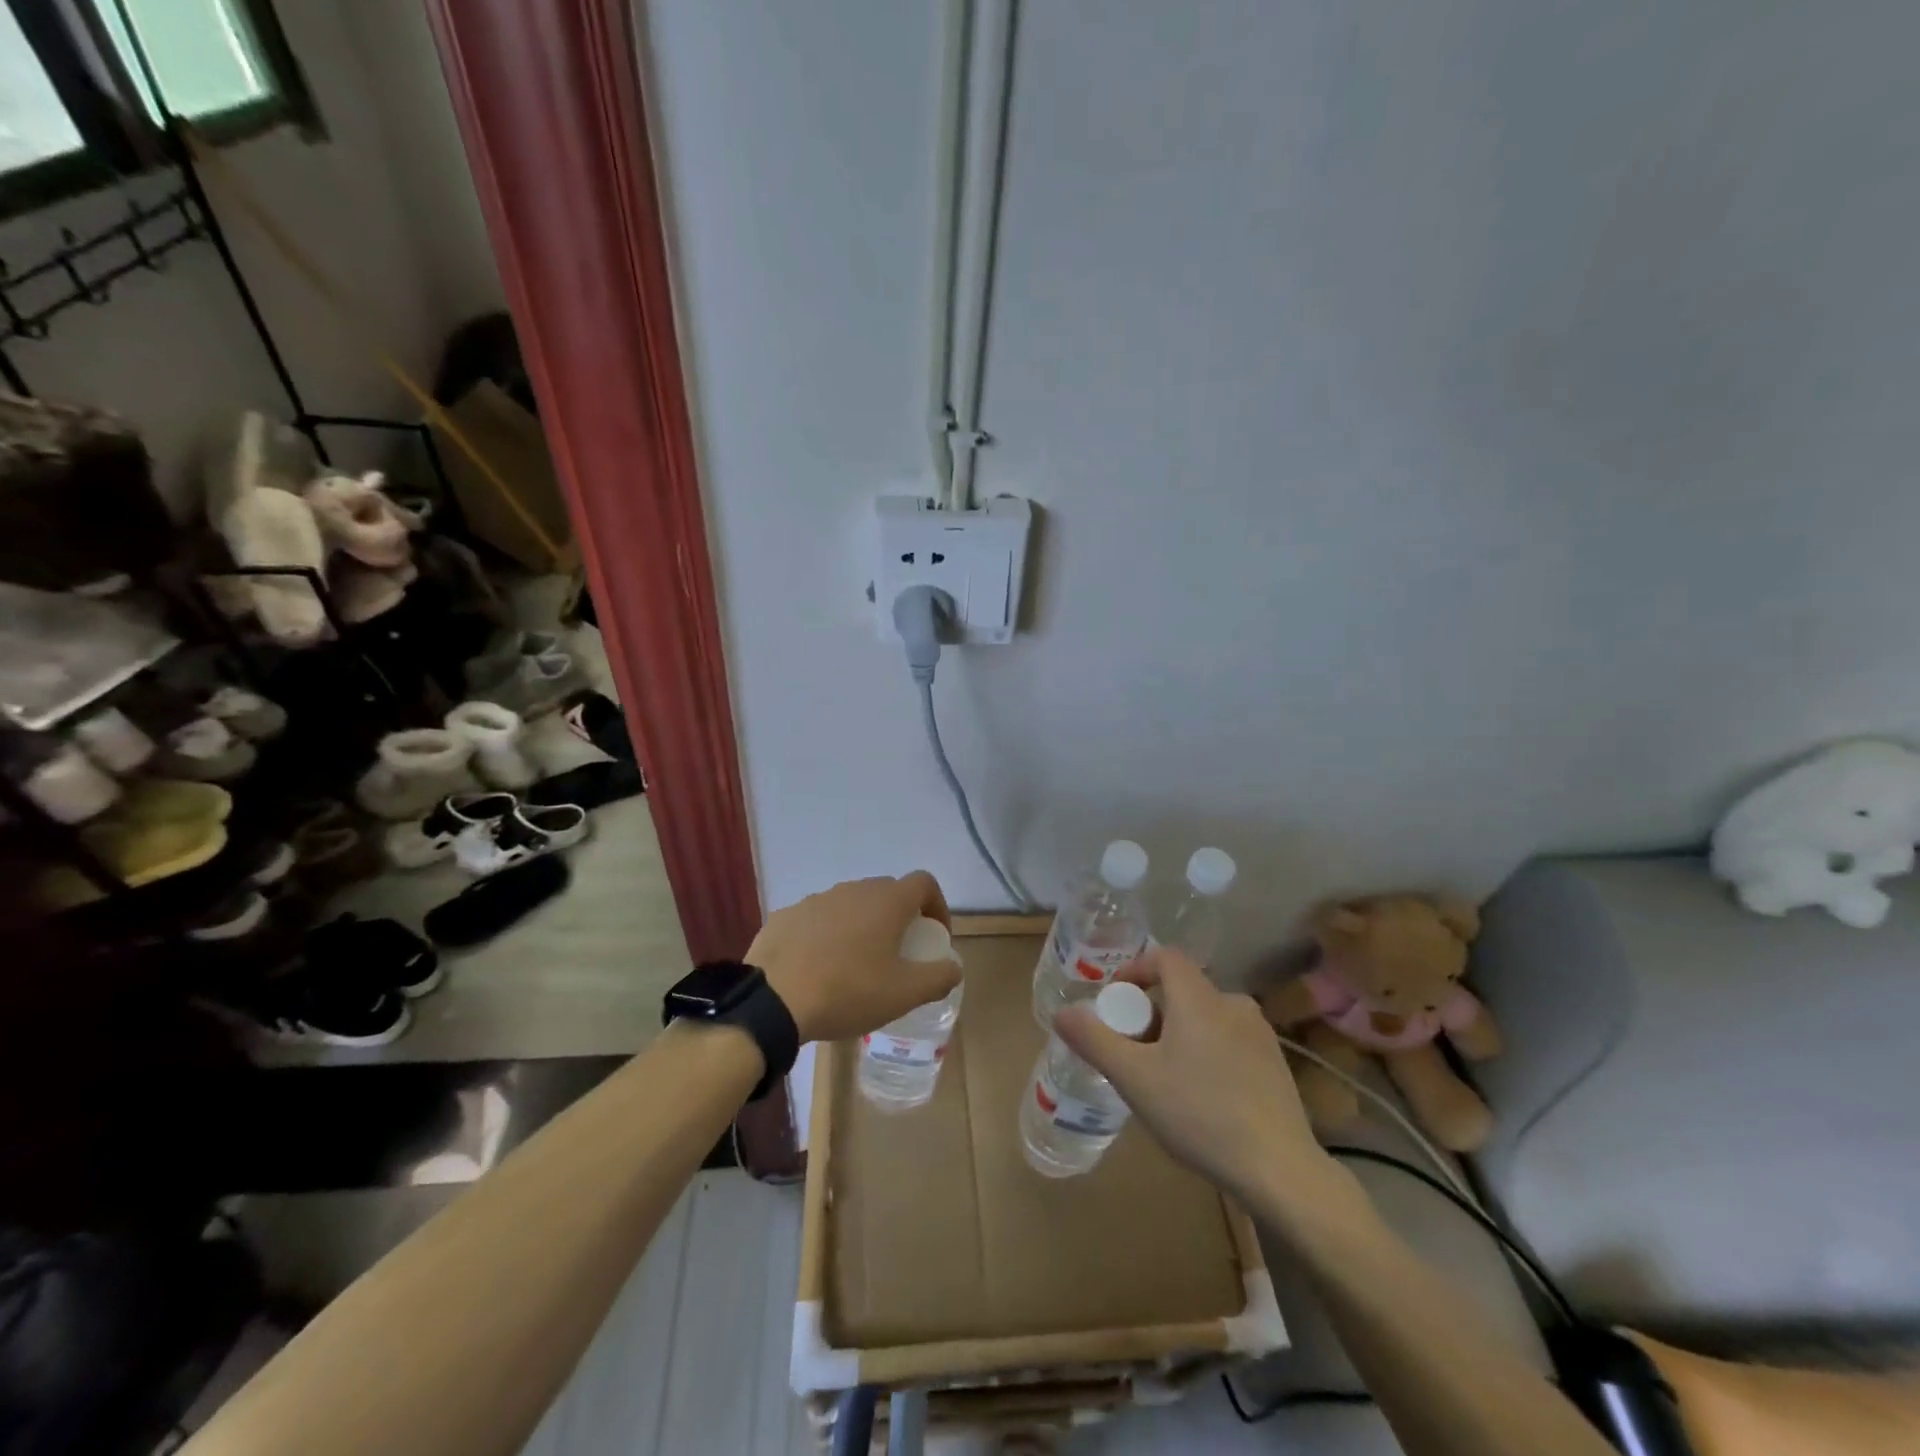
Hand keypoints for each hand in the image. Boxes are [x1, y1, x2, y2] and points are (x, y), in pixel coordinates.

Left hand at [751, 873, 956, 1042]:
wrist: (773, 1000)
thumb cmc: (849, 991)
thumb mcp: (905, 993)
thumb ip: (939, 977)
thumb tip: (954, 968)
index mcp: (887, 901)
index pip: (924, 882)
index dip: (937, 906)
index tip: (933, 937)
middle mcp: (854, 889)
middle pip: (887, 892)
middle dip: (898, 918)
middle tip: (897, 954)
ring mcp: (817, 899)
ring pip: (851, 905)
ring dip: (861, 926)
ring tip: (856, 965)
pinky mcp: (787, 915)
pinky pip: (818, 919)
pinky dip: (827, 935)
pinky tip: (819, 968)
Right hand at [1053, 947, 1335, 1210]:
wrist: (1280, 1170)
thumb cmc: (1200, 1114)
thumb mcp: (1135, 1079)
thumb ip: (1095, 1041)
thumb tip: (1061, 1012)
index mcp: (1200, 998)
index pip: (1165, 957)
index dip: (1136, 968)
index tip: (1116, 1000)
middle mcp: (1233, 1004)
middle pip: (1183, 990)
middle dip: (1152, 1012)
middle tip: (1132, 1049)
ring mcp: (1260, 1035)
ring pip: (1206, 1017)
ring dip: (1178, 1033)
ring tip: (1162, 1075)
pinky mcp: (1275, 1065)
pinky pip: (1228, 1041)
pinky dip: (1205, 1051)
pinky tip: (1199, 1096)